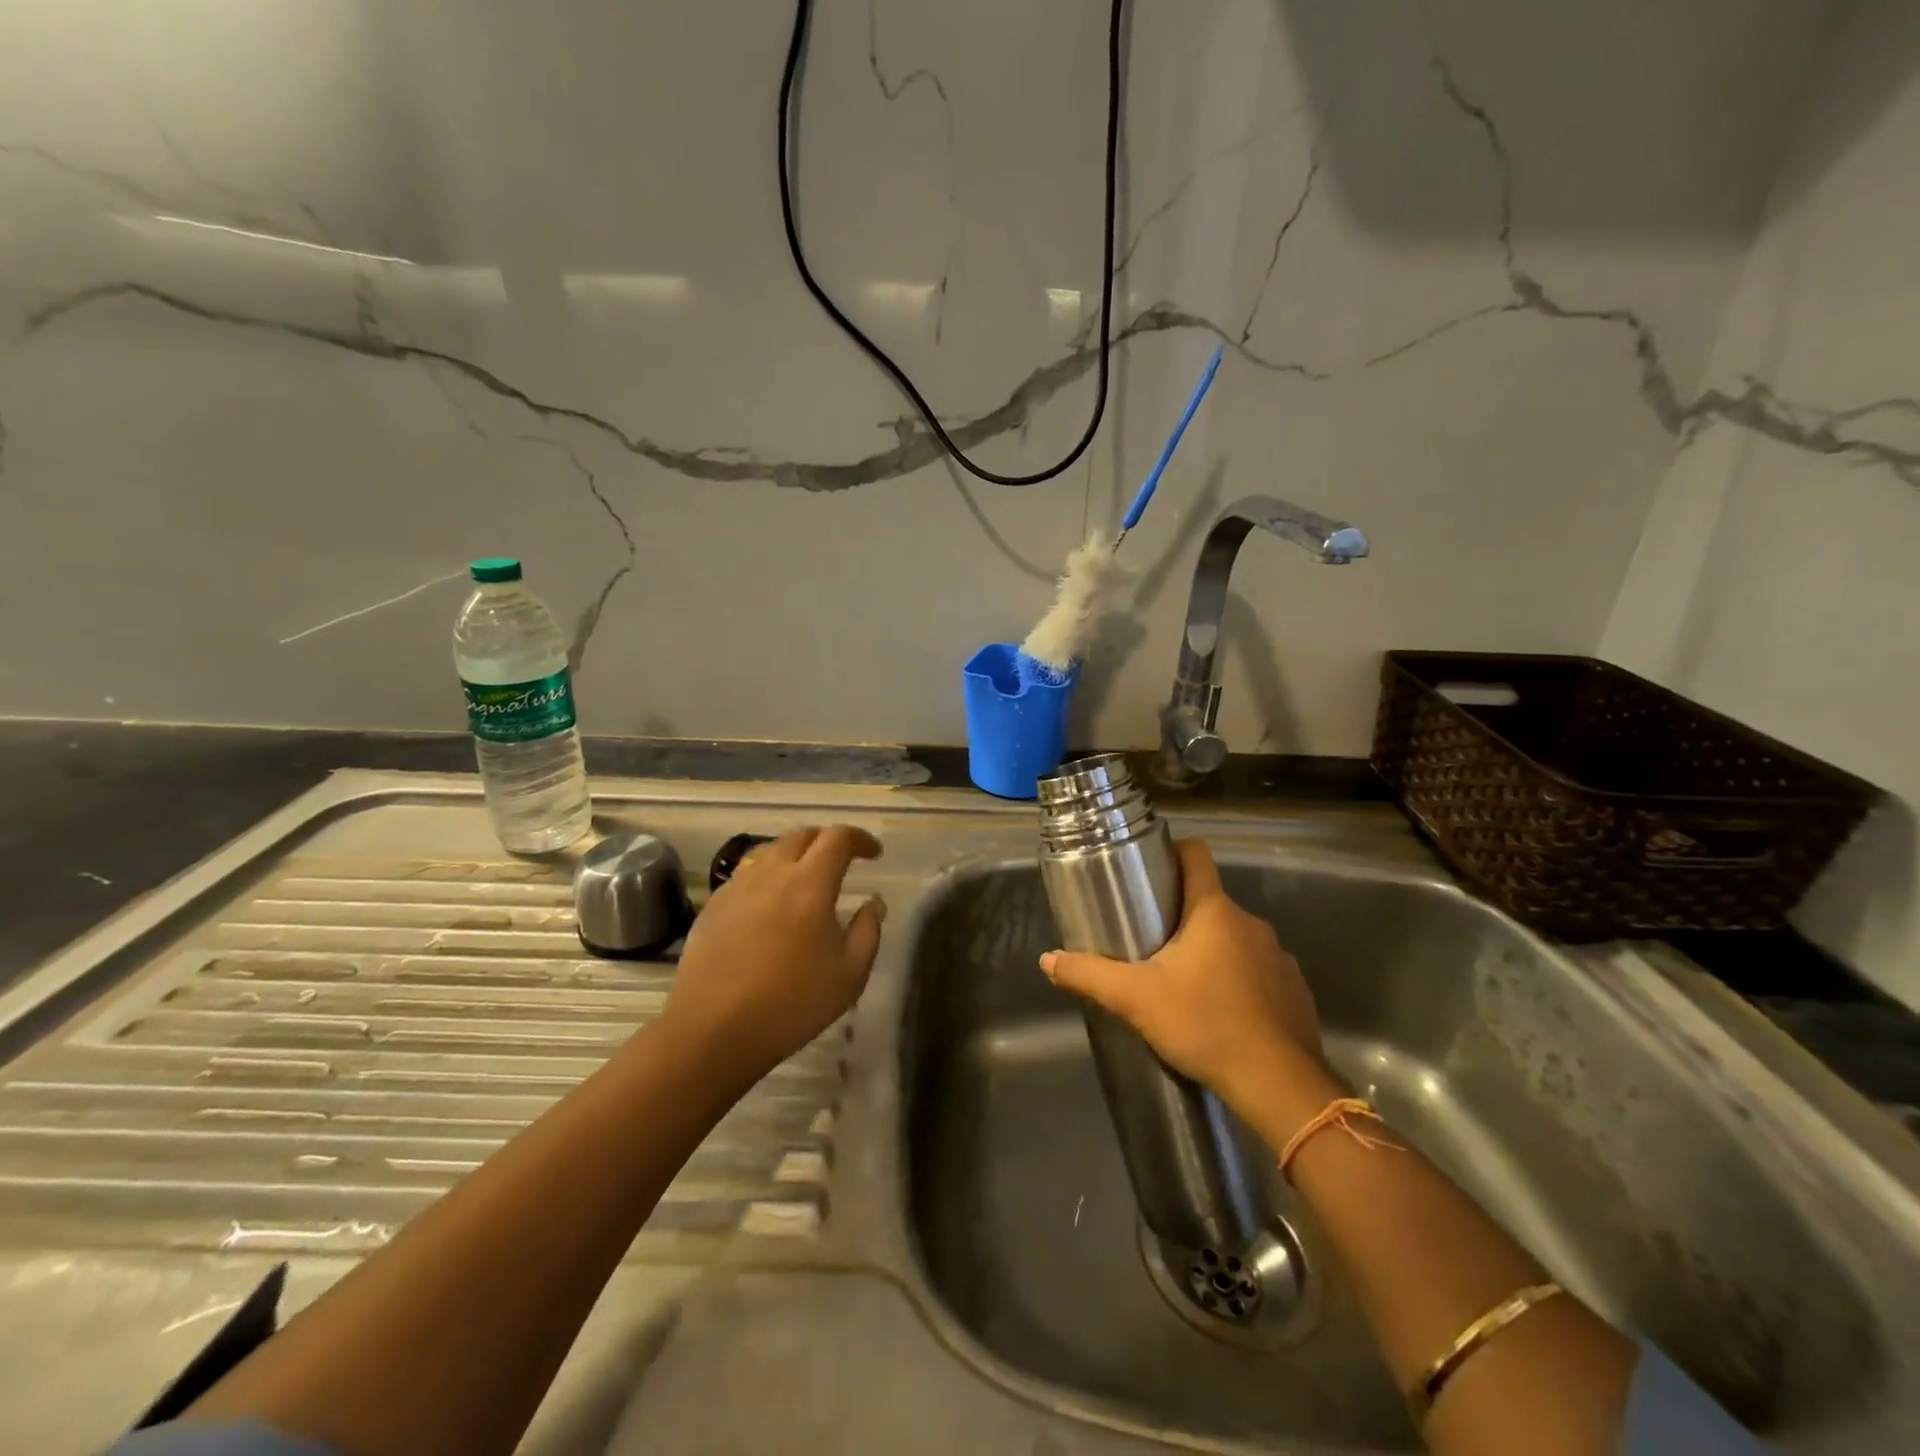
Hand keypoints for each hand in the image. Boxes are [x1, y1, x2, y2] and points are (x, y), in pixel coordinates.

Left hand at [658, 825, 885, 1088]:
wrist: (712, 1030)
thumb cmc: (791, 1003)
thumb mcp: (849, 975)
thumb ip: (867, 931)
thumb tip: (873, 903)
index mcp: (810, 884)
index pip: (838, 838)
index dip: (860, 839)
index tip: (874, 853)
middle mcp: (771, 873)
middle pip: (801, 835)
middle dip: (826, 840)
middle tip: (841, 860)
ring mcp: (737, 887)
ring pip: (769, 851)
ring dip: (794, 854)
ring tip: (804, 878)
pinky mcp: (713, 906)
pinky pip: (745, 875)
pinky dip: (766, 876)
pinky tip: (769, 905)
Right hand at [1041, 837, 1321, 1117]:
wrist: (1278, 1085)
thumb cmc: (1205, 1025)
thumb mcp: (1136, 999)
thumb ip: (1089, 975)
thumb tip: (1048, 959)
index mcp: (1214, 911)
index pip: (1196, 855)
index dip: (1171, 852)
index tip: (1148, 869)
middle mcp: (1251, 923)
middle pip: (1209, 901)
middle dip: (1180, 915)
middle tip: (1148, 939)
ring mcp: (1279, 956)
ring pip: (1234, 937)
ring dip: (1210, 949)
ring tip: (1182, 980)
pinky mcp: (1294, 989)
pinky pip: (1258, 969)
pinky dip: (1238, 979)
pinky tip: (1220, 1010)